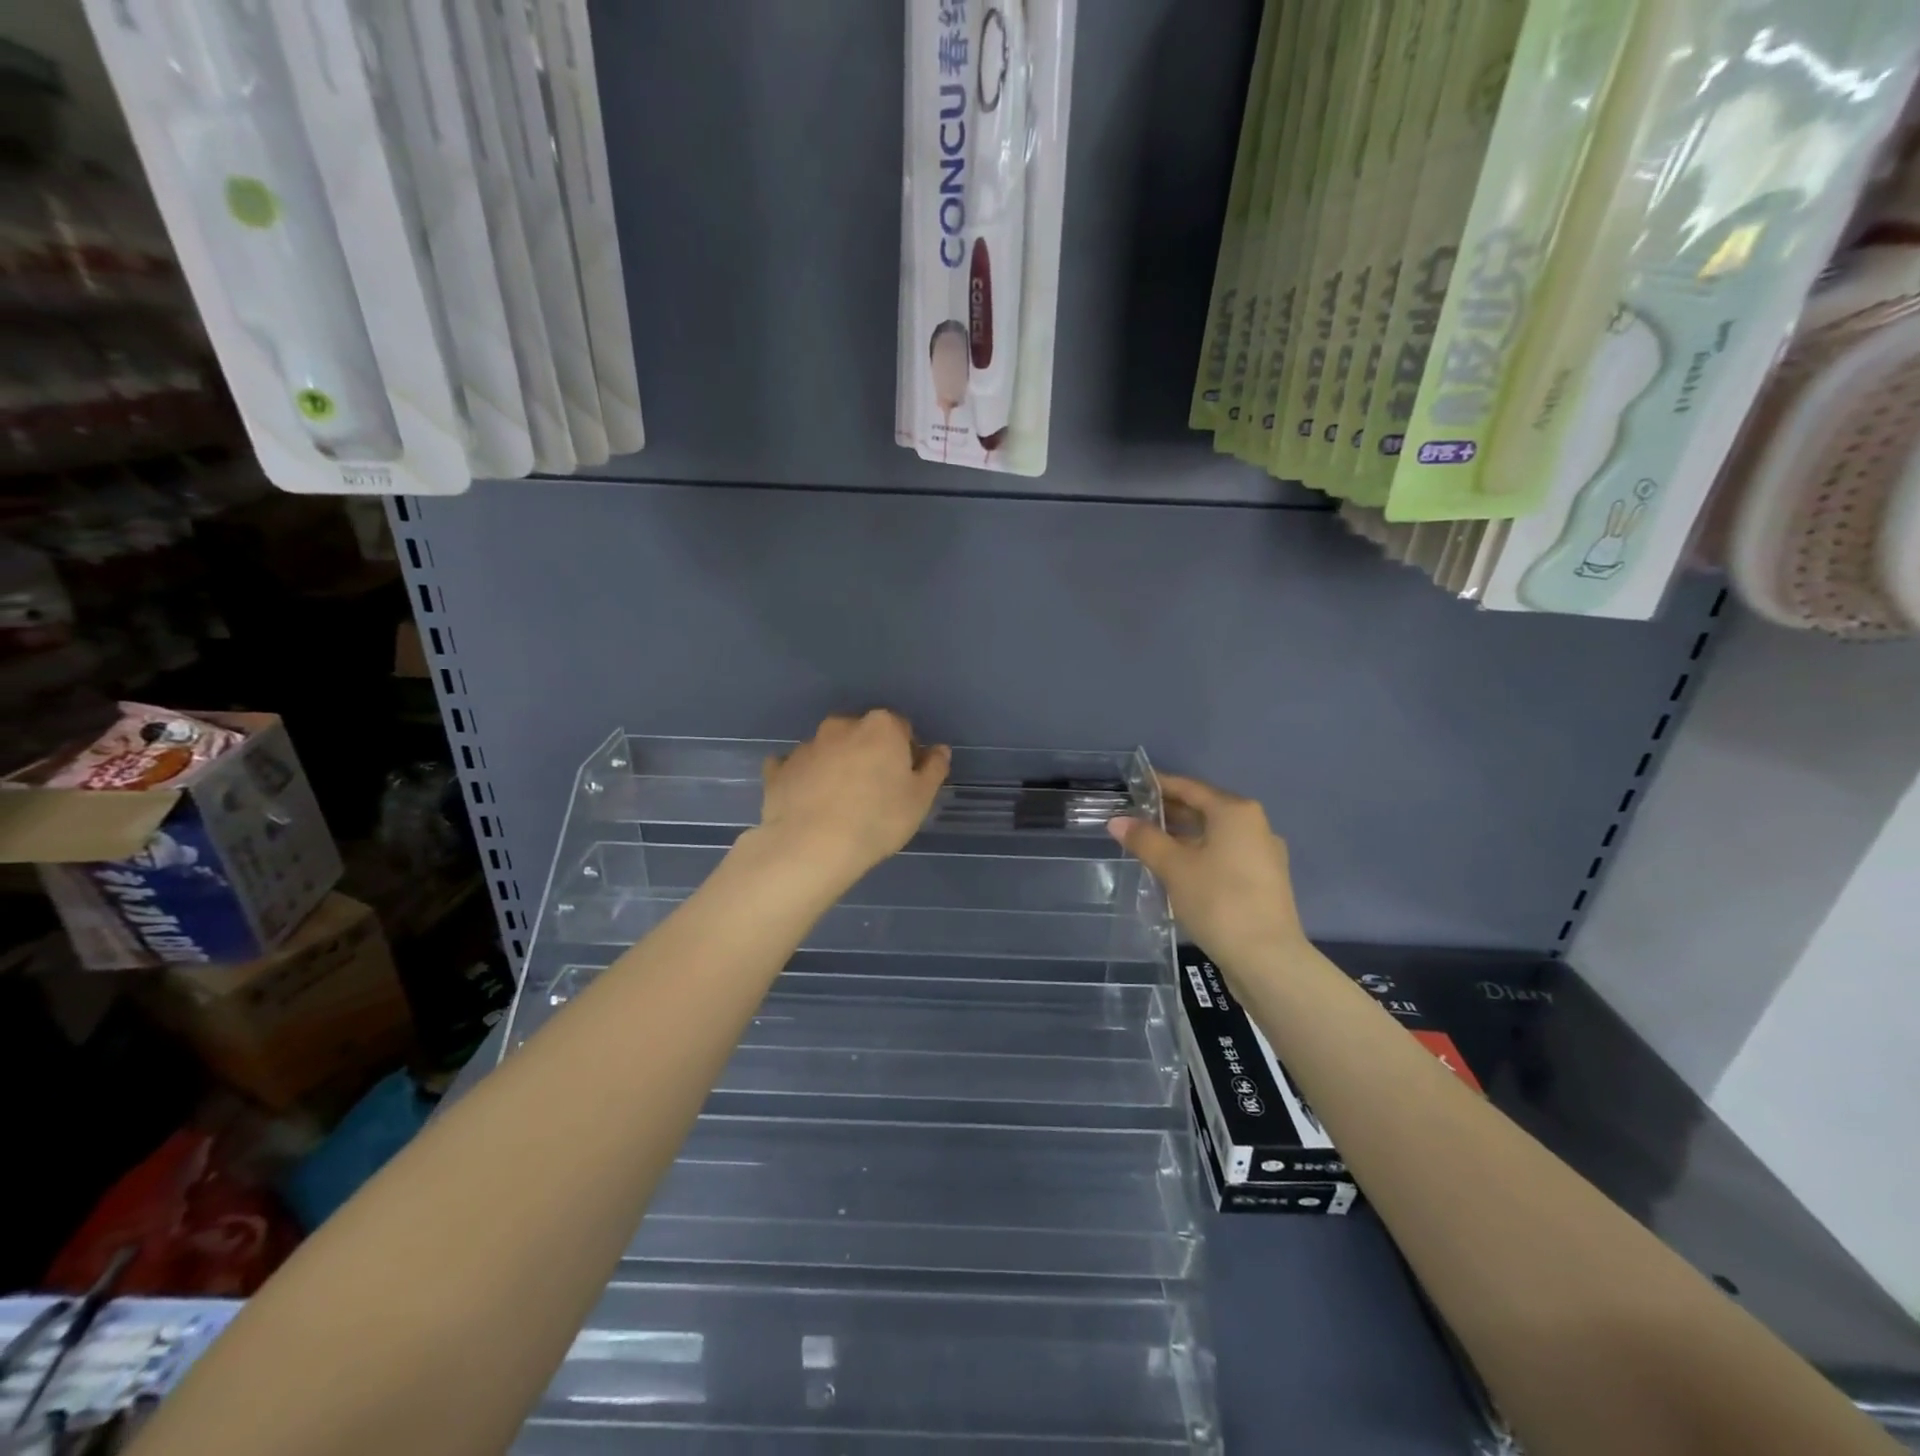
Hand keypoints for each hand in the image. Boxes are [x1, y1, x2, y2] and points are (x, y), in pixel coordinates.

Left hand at [754, 711, 950, 885]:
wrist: (811, 847)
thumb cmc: (878, 820)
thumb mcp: (920, 799)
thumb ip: (933, 768)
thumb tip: (939, 749)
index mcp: (881, 727)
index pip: (901, 729)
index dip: (906, 753)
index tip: (904, 780)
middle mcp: (842, 726)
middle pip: (862, 734)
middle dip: (869, 753)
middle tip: (873, 791)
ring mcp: (806, 746)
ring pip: (828, 749)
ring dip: (836, 765)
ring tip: (838, 803)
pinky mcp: (779, 769)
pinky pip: (794, 768)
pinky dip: (802, 778)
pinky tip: (806, 801)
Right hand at [1107, 774, 1304, 966]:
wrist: (1267, 959)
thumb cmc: (1218, 901)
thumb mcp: (1173, 867)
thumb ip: (1144, 839)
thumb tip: (1117, 821)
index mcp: (1235, 812)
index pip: (1189, 788)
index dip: (1159, 785)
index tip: (1133, 786)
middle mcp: (1254, 825)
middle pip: (1204, 810)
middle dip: (1170, 813)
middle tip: (1134, 818)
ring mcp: (1263, 854)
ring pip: (1215, 835)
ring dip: (1183, 836)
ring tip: (1150, 845)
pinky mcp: (1264, 881)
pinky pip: (1225, 855)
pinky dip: (1200, 855)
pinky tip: (1178, 871)